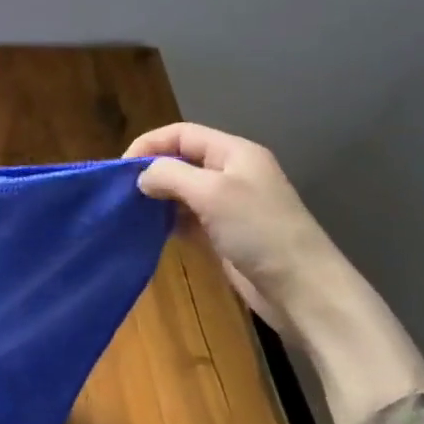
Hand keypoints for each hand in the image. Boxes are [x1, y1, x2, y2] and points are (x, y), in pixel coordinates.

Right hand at [126, 122, 341, 325]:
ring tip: (132, 211)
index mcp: (234, 153)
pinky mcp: (226, 233)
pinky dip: (169, 220)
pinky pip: (189, 217)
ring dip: (158, 197)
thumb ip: (169, 175)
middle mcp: (232, 173)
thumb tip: (141, 177)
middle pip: (181, 159)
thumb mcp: (210, 193)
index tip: (121, 168)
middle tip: (123, 191)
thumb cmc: (259, 231)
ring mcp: (230, 205)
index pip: (182, 134)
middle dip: (151, 171)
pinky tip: (153, 230)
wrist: (303, 290)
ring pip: (183, 190)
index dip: (149, 144)